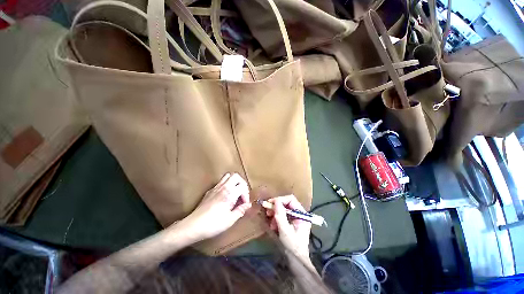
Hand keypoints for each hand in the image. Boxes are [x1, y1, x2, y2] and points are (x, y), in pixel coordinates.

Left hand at [179, 173, 251, 241]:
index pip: (242, 186)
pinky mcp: (209, 191)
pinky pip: (220, 182)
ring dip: (234, 182)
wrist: (193, 226)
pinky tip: (225, 197)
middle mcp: (223, 187)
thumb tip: (248, 205)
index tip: (244, 204)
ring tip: (235, 193)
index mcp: (229, 193)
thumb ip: (241, 210)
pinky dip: (226, 185)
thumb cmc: (213, 224)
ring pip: (227, 176)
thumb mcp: (230, 220)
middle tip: (242, 194)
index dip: (246, 194)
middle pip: (236, 176)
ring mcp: (215, 188)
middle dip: (242, 183)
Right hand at [266, 195, 311, 258]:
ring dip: (275, 213)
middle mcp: (300, 214)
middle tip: (268, 212)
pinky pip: (283, 215)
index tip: (270, 203)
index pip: (291, 200)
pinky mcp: (291, 222)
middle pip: (287, 203)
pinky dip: (276, 219)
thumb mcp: (285, 231)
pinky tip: (273, 225)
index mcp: (302, 214)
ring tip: (271, 222)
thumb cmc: (292, 246)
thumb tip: (276, 201)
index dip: (280, 200)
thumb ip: (280, 215)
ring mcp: (296, 218)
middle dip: (276, 207)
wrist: (296, 262)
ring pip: (283, 209)